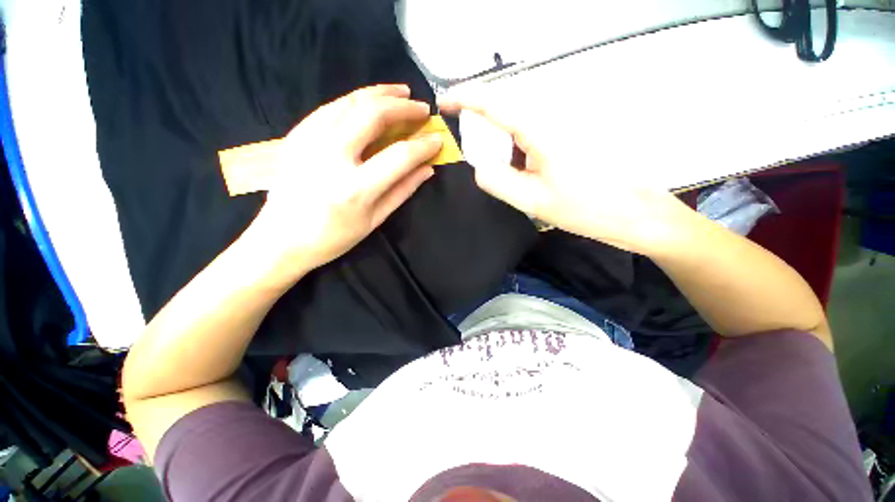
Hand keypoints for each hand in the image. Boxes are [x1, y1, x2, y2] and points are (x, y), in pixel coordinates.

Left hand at [253, 84, 441, 272]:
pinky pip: (330, 107)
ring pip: (350, 102)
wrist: (280, 239)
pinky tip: (369, 100)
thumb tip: (428, 169)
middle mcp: (332, 157)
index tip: (437, 139)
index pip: (399, 156)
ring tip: (401, 92)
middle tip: (422, 108)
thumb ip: (403, 191)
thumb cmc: (333, 237)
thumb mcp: (374, 220)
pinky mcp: (296, 135)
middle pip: (373, 116)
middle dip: (403, 107)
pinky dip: (354, 99)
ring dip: (380, 93)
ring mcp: (309, 141)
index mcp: (356, 188)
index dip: (423, 145)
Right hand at [438, 96, 696, 253]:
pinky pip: (538, 130)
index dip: (466, 97)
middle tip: (484, 159)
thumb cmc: (586, 209)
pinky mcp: (576, 131)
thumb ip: (498, 181)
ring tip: (518, 175)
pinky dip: (524, 147)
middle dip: (487, 128)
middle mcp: (557, 116)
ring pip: (523, 121)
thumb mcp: (533, 201)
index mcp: (544, 130)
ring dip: (508, 143)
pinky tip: (533, 171)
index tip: (445, 101)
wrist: (635, 213)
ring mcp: (570, 121)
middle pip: (509, 109)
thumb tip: (478, 165)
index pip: (496, 102)